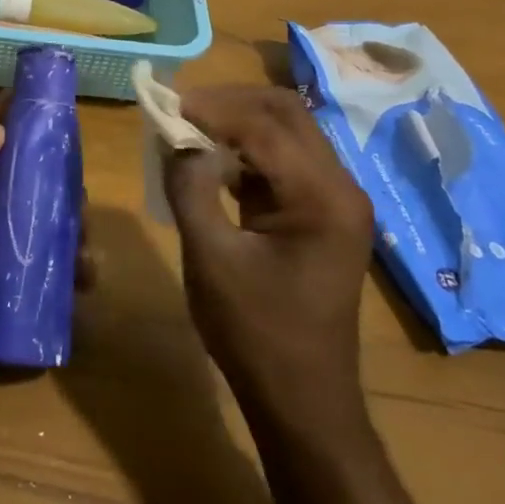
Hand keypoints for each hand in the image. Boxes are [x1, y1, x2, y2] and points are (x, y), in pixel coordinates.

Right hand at [163, 85, 375, 421]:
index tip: (165, 106)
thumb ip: (191, 189)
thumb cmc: (255, 333)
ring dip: (237, 124)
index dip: (211, 109)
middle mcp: (339, 187)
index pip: (263, 126)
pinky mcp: (320, 214)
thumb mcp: (211, 258)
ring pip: (286, 132)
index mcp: (322, 197)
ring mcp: (334, 201)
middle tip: (179, 111)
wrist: (302, 399)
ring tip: (188, 131)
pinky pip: (283, 162)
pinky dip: (245, 152)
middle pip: (286, 114)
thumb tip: (176, 140)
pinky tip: (211, 162)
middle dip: (229, 104)